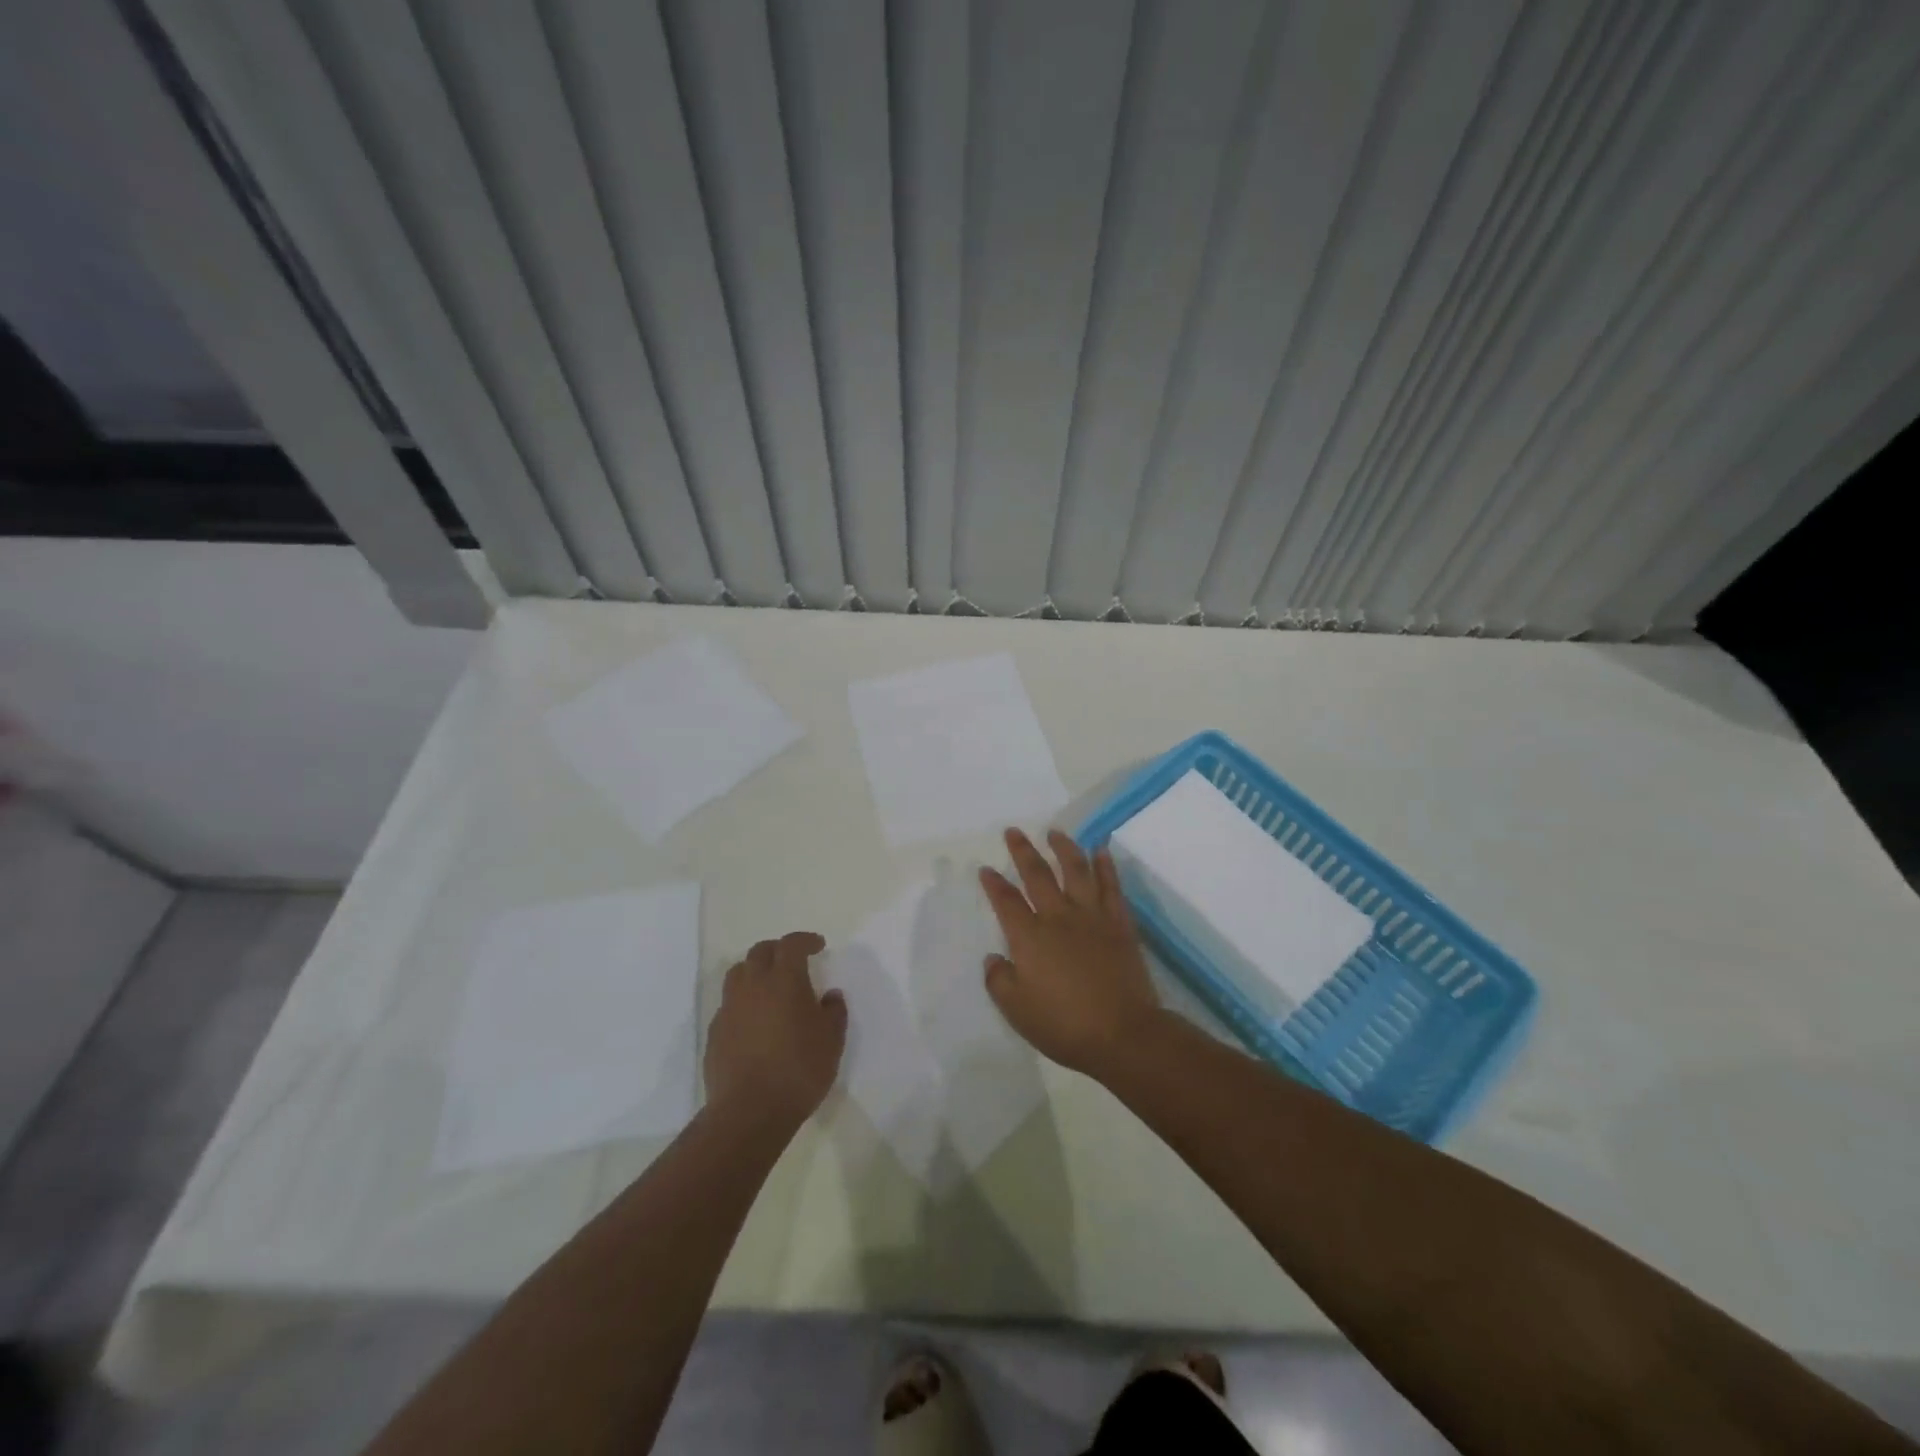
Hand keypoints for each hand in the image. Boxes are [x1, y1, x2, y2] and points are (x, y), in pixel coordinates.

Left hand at [704, 931, 845, 1134]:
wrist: (749, 1112)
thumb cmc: (799, 1070)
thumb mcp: (832, 1041)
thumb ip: (834, 1012)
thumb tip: (829, 996)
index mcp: (784, 980)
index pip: (791, 944)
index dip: (805, 940)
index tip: (818, 946)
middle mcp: (753, 985)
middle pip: (760, 952)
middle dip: (778, 950)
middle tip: (793, 962)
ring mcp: (729, 1008)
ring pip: (739, 973)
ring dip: (755, 971)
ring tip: (770, 987)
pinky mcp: (715, 1032)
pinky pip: (729, 1004)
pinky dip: (743, 1002)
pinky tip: (755, 1021)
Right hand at [979, 829, 1160, 1077]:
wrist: (1123, 1033)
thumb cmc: (1064, 1025)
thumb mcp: (1017, 1011)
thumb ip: (999, 980)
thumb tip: (994, 957)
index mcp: (1029, 937)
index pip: (1006, 901)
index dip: (993, 883)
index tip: (986, 869)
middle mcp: (1058, 917)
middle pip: (1037, 874)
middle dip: (1023, 851)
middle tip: (1014, 831)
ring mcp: (1092, 916)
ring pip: (1076, 870)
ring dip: (1064, 848)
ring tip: (1055, 832)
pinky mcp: (1119, 923)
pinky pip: (1111, 886)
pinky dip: (1105, 866)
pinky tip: (1101, 851)